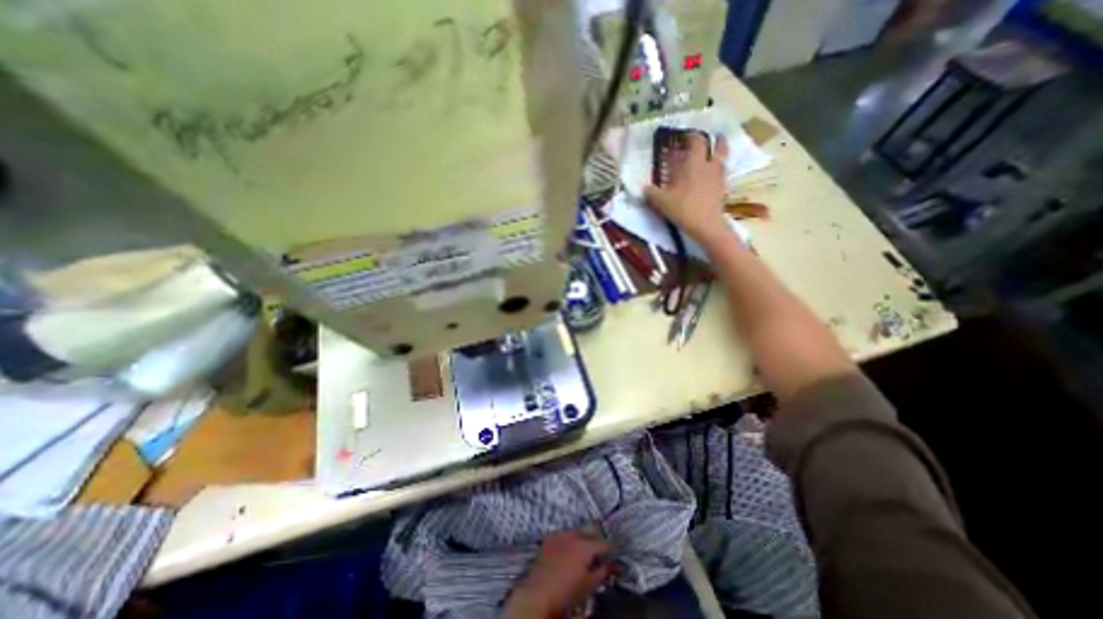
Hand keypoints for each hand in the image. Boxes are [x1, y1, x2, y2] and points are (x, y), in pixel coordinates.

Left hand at [503, 527, 616, 618]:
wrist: (537, 593)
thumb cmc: (565, 592)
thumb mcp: (588, 585)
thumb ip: (602, 573)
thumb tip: (611, 566)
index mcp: (586, 545)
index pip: (605, 543)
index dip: (612, 549)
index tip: (615, 555)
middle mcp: (574, 534)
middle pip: (591, 530)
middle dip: (598, 538)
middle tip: (602, 552)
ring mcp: (560, 534)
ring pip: (578, 530)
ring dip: (584, 538)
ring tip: (586, 552)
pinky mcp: (550, 537)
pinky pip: (565, 534)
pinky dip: (571, 540)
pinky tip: (570, 551)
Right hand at [639, 132, 728, 245]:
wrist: (706, 226)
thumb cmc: (683, 208)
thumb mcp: (661, 201)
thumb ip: (651, 192)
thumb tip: (643, 187)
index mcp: (694, 163)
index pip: (696, 140)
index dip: (691, 135)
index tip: (684, 136)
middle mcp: (709, 166)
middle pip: (719, 146)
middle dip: (714, 141)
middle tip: (706, 143)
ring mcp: (719, 178)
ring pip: (723, 160)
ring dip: (718, 156)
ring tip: (709, 159)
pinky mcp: (723, 190)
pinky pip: (722, 176)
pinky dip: (717, 173)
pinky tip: (709, 180)